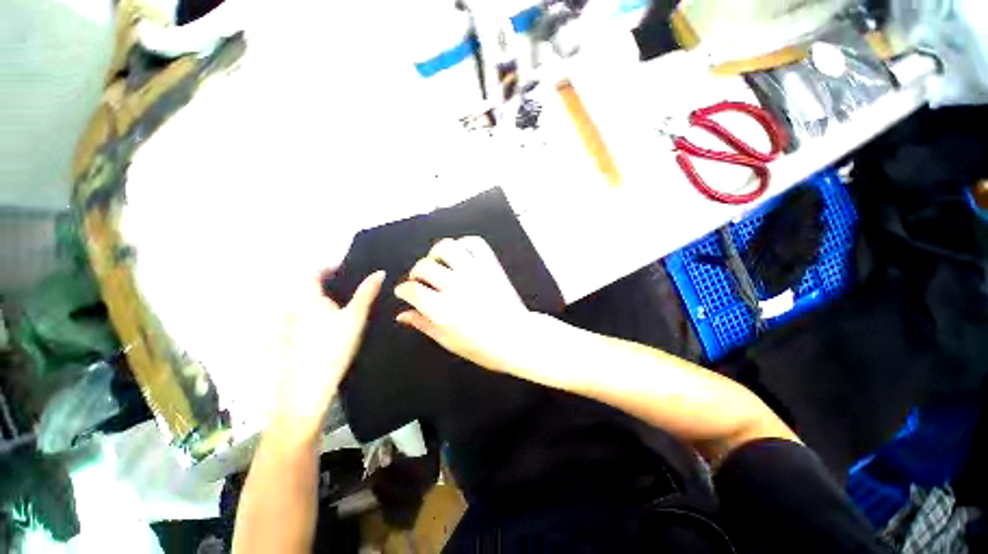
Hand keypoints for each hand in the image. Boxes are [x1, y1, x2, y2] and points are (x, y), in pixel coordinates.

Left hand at [272, 270, 384, 439]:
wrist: (310, 385)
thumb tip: (379, 272)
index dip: (328, 267)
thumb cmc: (333, 346)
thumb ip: (367, 293)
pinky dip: (319, 311)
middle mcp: (295, 307)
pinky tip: (334, 322)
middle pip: (308, 286)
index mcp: (308, 298)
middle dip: (327, 282)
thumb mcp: (355, 316)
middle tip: (350, 285)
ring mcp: (292, 323)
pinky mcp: (293, 337)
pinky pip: (306, 315)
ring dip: (323, 296)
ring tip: (345, 301)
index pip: (312, 272)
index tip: (346, 269)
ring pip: (307, 301)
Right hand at [394, 237, 535, 372]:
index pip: (411, 289)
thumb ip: (423, 325)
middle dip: (416, 273)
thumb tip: (402, 315)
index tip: (405, 291)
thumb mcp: (448, 341)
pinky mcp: (490, 265)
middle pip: (424, 266)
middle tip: (422, 280)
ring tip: (439, 263)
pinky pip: (474, 243)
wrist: (517, 337)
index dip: (403, 289)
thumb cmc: (483, 347)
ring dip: (437, 253)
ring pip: (447, 247)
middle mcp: (456, 286)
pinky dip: (463, 244)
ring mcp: (474, 272)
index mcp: (442, 309)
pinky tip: (460, 255)